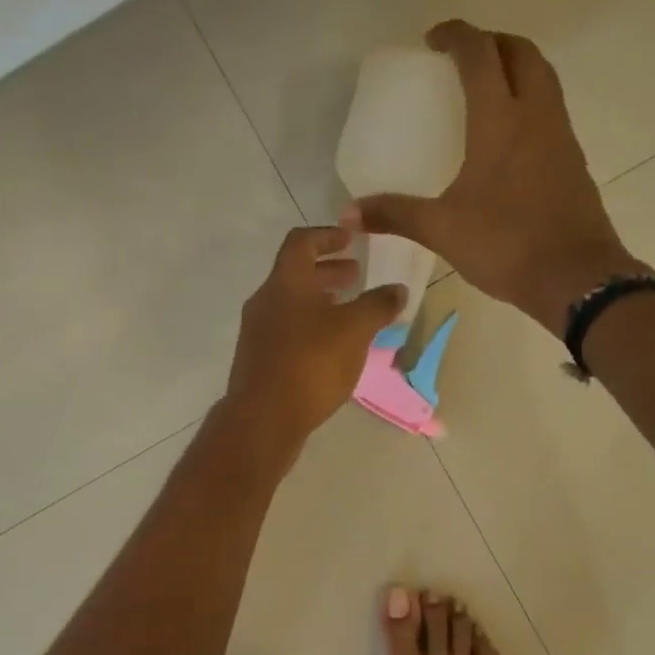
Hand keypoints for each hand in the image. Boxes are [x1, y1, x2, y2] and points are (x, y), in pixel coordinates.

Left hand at [224, 225, 406, 452]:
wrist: (264, 418)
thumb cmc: (311, 363)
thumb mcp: (355, 330)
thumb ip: (378, 305)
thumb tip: (397, 290)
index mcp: (286, 282)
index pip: (302, 242)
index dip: (328, 235)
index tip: (351, 239)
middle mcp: (265, 301)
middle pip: (296, 274)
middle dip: (328, 272)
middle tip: (356, 276)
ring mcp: (257, 332)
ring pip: (291, 304)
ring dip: (320, 301)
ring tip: (348, 313)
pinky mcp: (258, 360)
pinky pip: (286, 330)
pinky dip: (310, 326)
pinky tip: (330, 348)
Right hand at [343, 20, 640, 334]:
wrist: (575, 277)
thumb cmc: (506, 244)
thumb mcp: (442, 230)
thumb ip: (395, 215)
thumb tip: (347, 214)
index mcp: (500, 119)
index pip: (479, 54)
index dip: (456, 36)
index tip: (433, 41)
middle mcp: (536, 114)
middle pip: (521, 52)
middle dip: (491, 43)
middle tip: (462, 59)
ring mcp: (561, 136)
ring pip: (543, 78)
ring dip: (516, 67)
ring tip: (486, 90)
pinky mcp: (574, 161)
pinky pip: (551, 110)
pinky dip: (530, 101)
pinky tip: (510, 138)